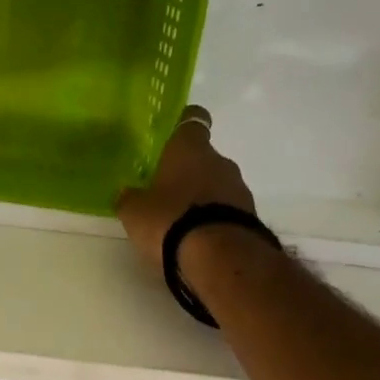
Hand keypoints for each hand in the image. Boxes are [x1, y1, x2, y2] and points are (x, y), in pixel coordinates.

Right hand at [115, 106, 254, 270]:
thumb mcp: (135, 212)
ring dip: (202, 197)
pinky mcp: (252, 217)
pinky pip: (227, 210)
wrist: (222, 259)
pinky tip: (198, 238)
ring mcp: (240, 190)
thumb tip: (127, 192)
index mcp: (190, 149)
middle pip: (203, 157)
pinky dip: (215, 219)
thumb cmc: (171, 220)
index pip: (192, 120)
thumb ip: (130, 198)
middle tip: (165, 189)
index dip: (183, 123)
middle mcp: (220, 161)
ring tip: (181, 221)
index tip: (174, 130)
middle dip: (187, 171)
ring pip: (217, 184)